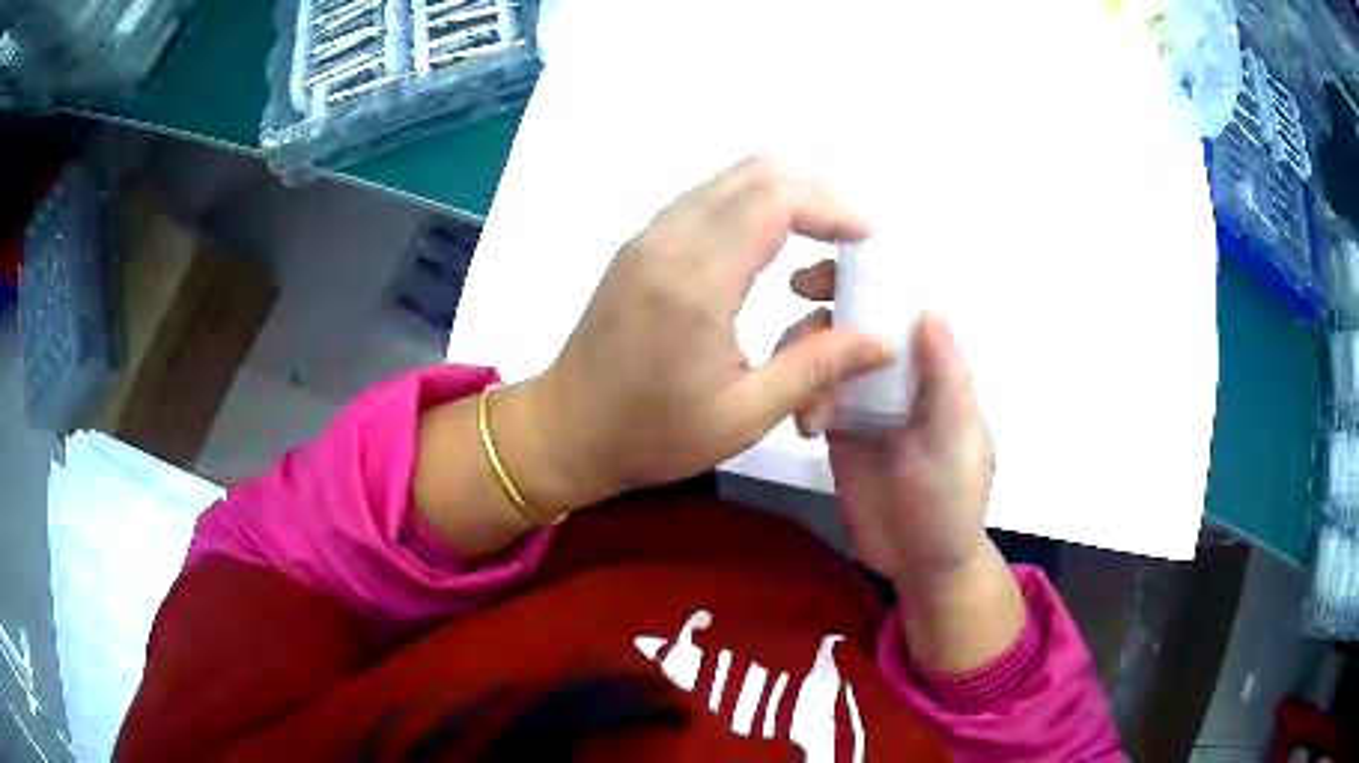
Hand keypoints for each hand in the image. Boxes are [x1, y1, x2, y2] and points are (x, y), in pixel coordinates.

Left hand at [528, 158, 892, 509]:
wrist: (566, 430)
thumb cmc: (651, 434)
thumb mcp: (744, 416)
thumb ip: (817, 368)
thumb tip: (882, 341)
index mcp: (695, 280)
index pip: (774, 201)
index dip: (831, 208)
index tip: (867, 238)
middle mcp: (669, 240)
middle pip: (754, 174)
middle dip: (815, 192)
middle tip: (851, 236)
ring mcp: (649, 237)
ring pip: (729, 181)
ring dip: (784, 195)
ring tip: (822, 238)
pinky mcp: (641, 245)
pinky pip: (707, 200)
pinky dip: (751, 206)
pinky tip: (772, 249)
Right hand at [785, 260, 994, 590]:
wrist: (919, 561)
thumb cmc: (950, 498)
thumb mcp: (954, 438)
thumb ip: (944, 377)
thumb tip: (929, 307)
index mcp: (933, 366)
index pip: (900, 304)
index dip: (867, 278)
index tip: (824, 270)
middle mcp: (898, 374)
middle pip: (854, 322)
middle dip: (824, 312)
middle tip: (794, 311)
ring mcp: (866, 401)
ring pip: (826, 357)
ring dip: (808, 365)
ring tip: (811, 409)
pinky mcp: (841, 430)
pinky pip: (814, 397)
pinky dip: (803, 401)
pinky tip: (807, 428)